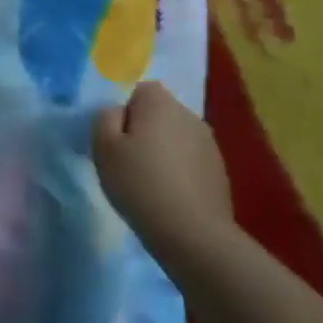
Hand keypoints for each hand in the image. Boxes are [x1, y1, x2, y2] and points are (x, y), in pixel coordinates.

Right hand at [92, 82, 232, 263]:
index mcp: (160, 103)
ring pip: (175, 137)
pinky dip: (178, 170)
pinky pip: (189, 160)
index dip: (123, 110)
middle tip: (125, 160)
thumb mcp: (103, 147)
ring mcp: (209, 143)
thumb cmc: (140, 184)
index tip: (113, 138)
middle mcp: (189, 115)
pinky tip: (167, 195)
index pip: (139, 89)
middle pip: (159, 112)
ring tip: (146, 181)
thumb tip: (116, 111)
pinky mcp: (218, 171)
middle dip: (142, 129)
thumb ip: (104, 118)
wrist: (192, 233)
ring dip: (161, 150)